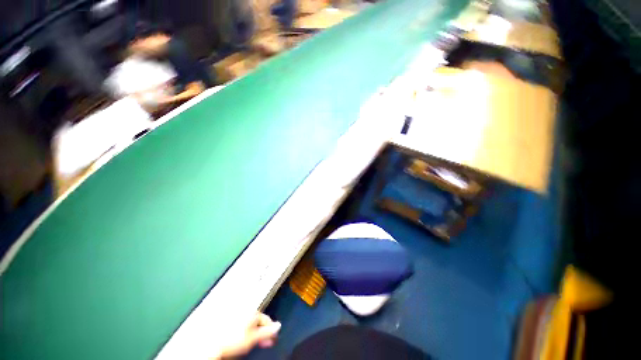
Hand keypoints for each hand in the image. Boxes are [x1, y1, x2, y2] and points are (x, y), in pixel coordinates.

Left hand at [216, 313, 280, 358]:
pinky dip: (246, 329)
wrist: (213, 343)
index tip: (273, 340)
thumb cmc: (233, 340)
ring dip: (255, 330)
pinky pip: (242, 322)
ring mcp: (237, 314)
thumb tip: (278, 326)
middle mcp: (246, 310)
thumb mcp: (253, 338)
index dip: (271, 331)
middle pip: (259, 320)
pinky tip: (243, 336)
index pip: (267, 320)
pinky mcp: (230, 319)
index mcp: (253, 312)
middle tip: (265, 342)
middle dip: (263, 331)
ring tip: (254, 340)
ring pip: (250, 322)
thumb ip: (267, 331)